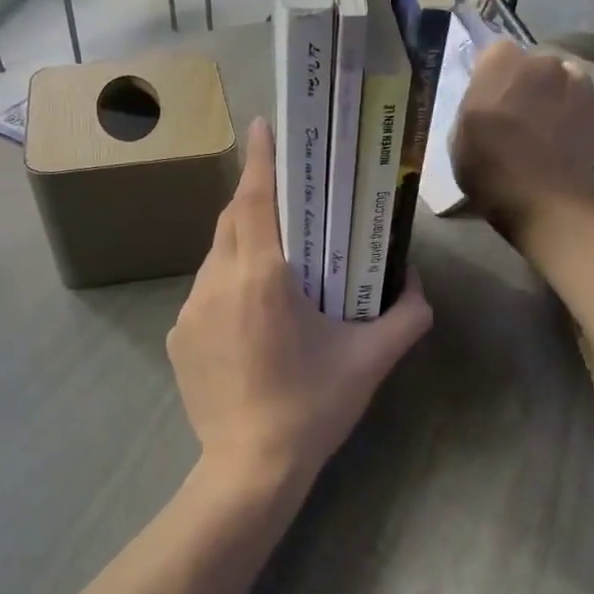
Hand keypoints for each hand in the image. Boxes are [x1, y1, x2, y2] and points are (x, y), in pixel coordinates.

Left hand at [168, 117, 432, 500]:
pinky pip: (205, 294)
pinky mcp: (177, 337)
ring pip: (216, 257)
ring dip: (242, 246)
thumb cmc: (313, 406)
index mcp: (262, 276)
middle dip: (255, 199)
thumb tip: (415, 281)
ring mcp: (189, 311)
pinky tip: (251, 317)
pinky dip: (228, 286)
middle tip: (286, 197)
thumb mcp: (371, 359)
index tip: (264, 125)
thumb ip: (406, 314)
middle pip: (231, 221)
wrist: (249, 467)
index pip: (254, 199)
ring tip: (275, 262)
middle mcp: (217, 282)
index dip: (260, 158)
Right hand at [450, 39, 593, 237]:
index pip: (494, 52)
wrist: (545, 201)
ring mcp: (574, 82)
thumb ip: (472, 104)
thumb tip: (486, 99)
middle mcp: (541, 62)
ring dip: (549, 94)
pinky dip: (569, 111)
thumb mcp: (458, 136)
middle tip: (513, 115)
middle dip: (522, 82)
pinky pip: (577, 99)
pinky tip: (559, 138)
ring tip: (541, 128)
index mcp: (501, 63)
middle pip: (530, 63)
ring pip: (557, 79)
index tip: (486, 98)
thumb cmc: (490, 169)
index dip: (490, 74)